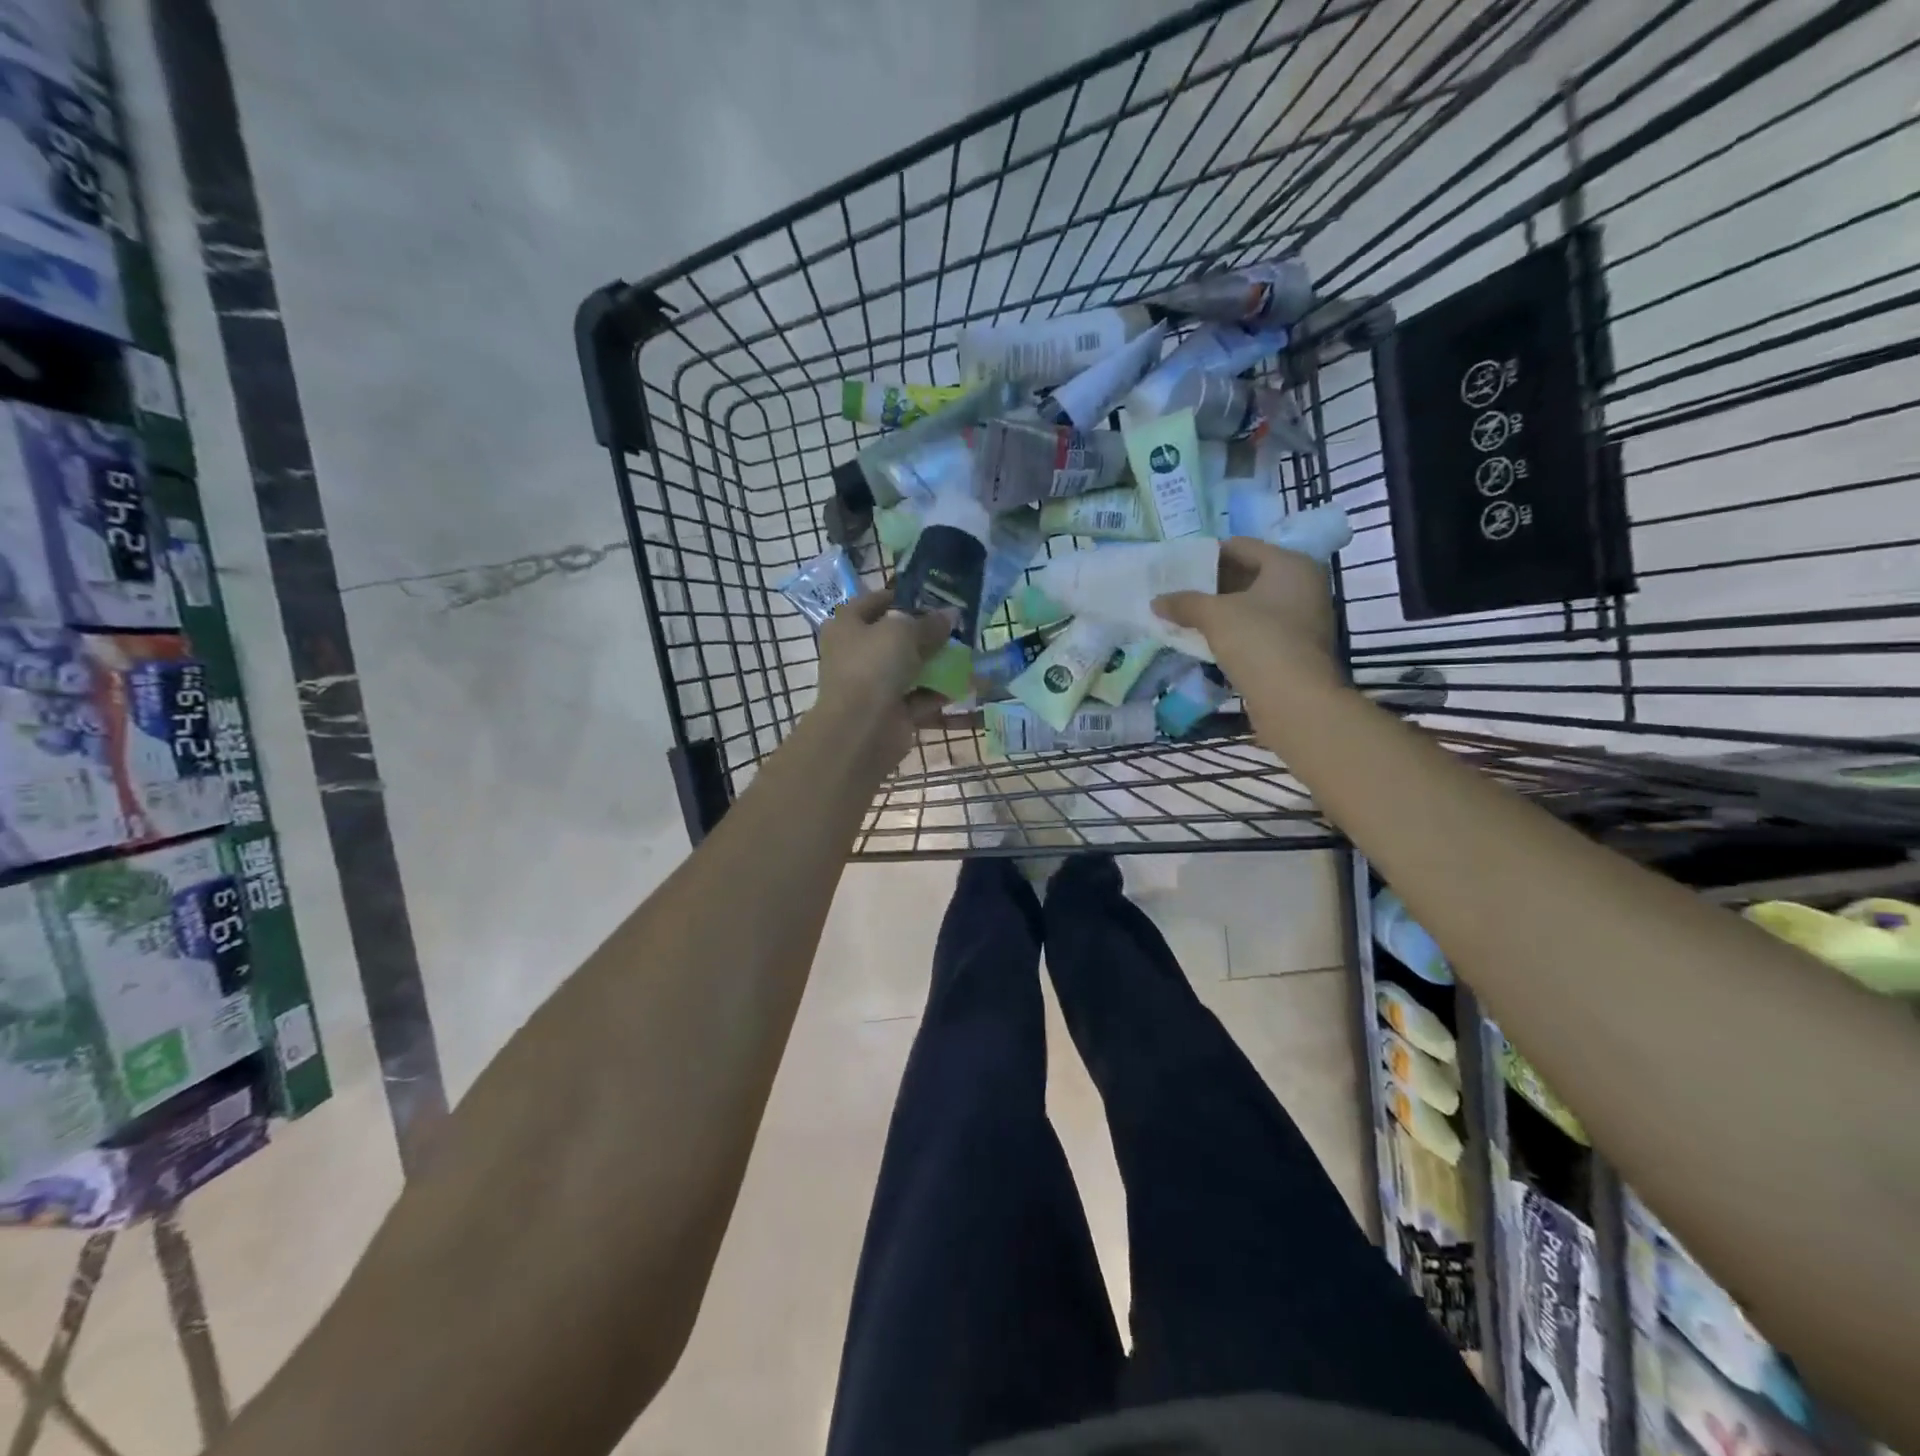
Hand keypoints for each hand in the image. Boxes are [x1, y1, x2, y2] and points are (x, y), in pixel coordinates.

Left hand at [812, 590, 955, 769]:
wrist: (862, 728)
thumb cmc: (873, 666)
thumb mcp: (903, 632)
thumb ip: (929, 622)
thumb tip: (951, 614)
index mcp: (847, 626)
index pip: (874, 602)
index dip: (903, 597)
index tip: (933, 597)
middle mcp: (856, 653)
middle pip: (894, 637)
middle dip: (925, 633)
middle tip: (956, 627)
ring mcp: (873, 684)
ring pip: (909, 668)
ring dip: (936, 663)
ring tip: (967, 653)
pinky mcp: (891, 710)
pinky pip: (919, 697)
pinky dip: (939, 692)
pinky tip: (965, 684)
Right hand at [1151, 536, 1343, 707]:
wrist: (1295, 700)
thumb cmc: (1259, 641)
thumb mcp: (1215, 616)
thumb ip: (1184, 603)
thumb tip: (1156, 601)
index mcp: (1290, 565)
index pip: (1241, 546)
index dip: (1207, 554)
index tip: (1177, 566)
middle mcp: (1302, 585)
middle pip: (1248, 575)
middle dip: (1211, 584)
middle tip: (1177, 591)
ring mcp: (1301, 619)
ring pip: (1251, 605)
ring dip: (1220, 610)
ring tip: (1184, 616)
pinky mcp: (1294, 648)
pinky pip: (1257, 629)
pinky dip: (1232, 632)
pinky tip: (1205, 640)